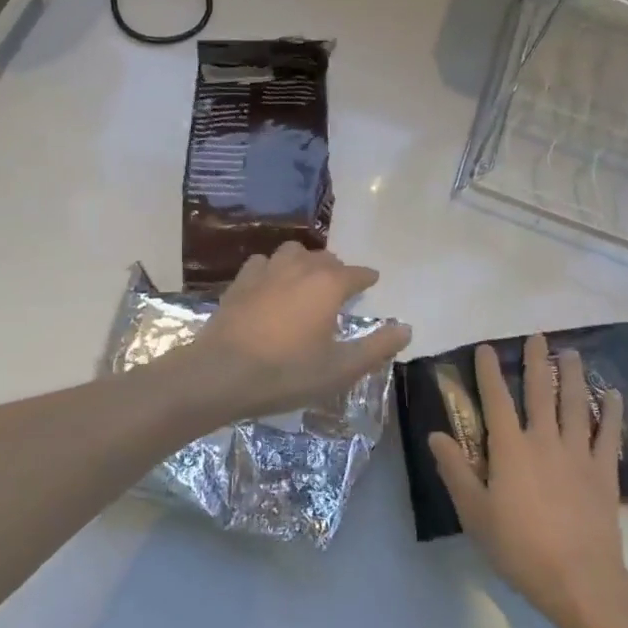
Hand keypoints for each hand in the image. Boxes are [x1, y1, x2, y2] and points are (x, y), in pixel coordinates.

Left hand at [185, 243, 411, 422]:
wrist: (220, 373)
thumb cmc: (286, 373)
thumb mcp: (339, 369)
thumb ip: (376, 347)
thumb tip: (406, 328)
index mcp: (328, 285)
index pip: (356, 273)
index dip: (366, 278)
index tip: (372, 281)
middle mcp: (300, 268)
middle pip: (325, 259)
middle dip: (337, 270)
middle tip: (340, 288)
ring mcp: (266, 271)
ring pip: (293, 253)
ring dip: (304, 262)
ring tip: (306, 281)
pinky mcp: (240, 281)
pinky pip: (263, 263)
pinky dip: (273, 269)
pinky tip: (270, 285)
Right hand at [429, 335, 627, 627]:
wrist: (579, 580)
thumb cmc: (520, 548)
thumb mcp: (475, 514)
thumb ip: (455, 471)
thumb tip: (435, 435)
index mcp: (510, 449)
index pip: (496, 400)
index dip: (490, 372)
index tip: (487, 348)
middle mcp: (544, 441)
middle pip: (540, 393)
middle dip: (537, 363)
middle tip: (537, 337)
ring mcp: (578, 454)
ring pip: (575, 405)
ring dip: (572, 376)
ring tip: (571, 353)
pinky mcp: (604, 473)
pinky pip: (609, 436)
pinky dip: (612, 413)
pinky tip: (614, 396)